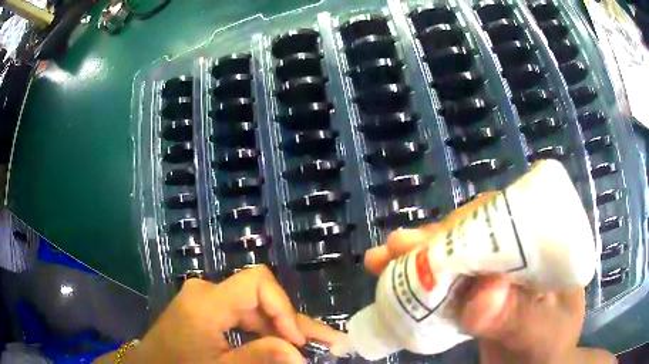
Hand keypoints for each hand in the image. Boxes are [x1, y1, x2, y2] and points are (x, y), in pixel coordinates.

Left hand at [96, 266, 344, 363]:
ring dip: (281, 329)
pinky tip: (280, 344)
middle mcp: (207, 292)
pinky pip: (241, 317)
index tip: (297, 341)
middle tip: (330, 343)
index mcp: (207, 301)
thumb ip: (259, 357)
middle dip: (294, 323)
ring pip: (254, 309)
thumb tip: (300, 352)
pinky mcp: (205, 311)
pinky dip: (263, 332)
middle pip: (260, 299)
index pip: (257, 283)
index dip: (283, 308)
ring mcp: (205, 300)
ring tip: (313, 345)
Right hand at [364, 194, 615, 363]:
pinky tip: (395, 279)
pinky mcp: (481, 292)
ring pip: (459, 254)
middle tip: (395, 247)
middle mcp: (523, 251)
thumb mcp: (540, 336)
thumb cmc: (547, 351)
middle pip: (477, 233)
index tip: (431, 240)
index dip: (469, 225)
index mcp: (548, 246)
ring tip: (382, 260)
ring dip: (420, 256)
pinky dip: (422, 280)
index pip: (510, 218)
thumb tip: (481, 297)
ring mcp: (500, 272)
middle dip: (435, 239)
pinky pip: (450, 280)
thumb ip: (518, 319)